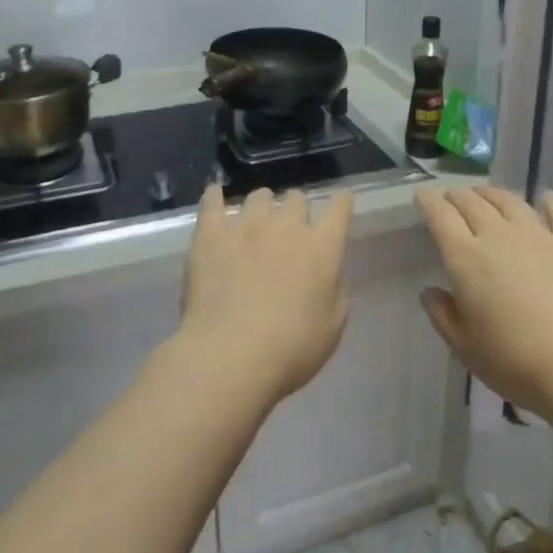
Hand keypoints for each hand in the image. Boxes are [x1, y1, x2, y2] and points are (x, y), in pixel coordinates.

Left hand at [177, 185, 355, 406]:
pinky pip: (212, 202)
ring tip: (255, 222)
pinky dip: (215, 197)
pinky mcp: (211, 234)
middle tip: (290, 231)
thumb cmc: (290, 349)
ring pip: (259, 196)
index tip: (340, 203)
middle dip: (297, 210)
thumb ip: (335, 289)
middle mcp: (287, 226)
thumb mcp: (333, 326)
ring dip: (263, 207)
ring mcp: (246, 226)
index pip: (339, 207)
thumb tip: (328, 270)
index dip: (341, 202)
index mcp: (322, 247)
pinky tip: (215, 196)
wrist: (229, 356)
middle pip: (297, 198)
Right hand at [416, 186, 552, 421]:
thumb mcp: (465, 347)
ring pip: (510, 201)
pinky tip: (544, 198)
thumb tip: (430, 291)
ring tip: (486, 194)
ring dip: (493, 194)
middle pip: (473, 203)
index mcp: (466, 258)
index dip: (429, 202)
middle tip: (452, 197)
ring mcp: (540, 235)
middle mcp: (499, 236)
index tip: (423, 195)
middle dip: (458, 196)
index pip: (441, 217)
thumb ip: (443, 315)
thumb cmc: (515, 362)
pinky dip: (548, 201)